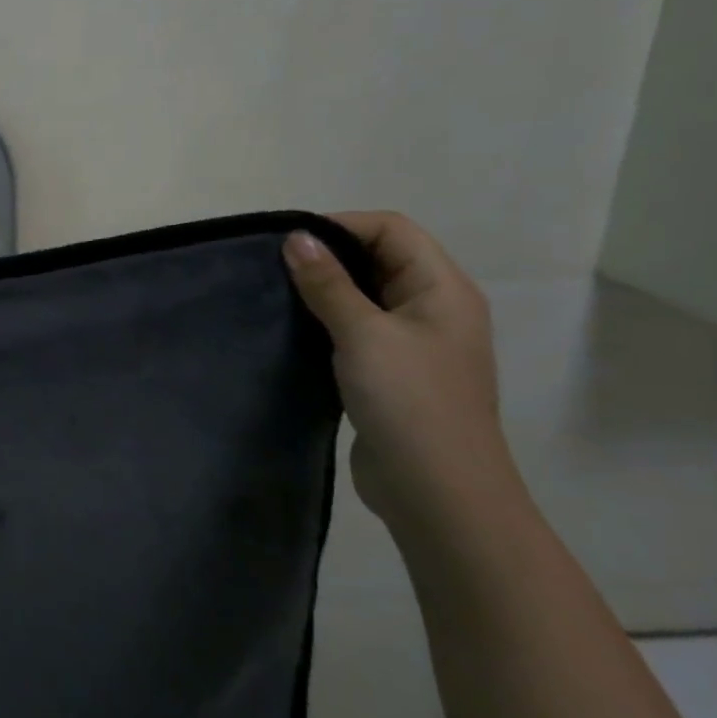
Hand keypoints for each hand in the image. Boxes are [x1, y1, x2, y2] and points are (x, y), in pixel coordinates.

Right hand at [282, 212, 517, 526]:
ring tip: (278, 296)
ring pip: (365, 296)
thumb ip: (328, 284)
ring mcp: (414, 343)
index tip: (288, 243)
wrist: (437, 491)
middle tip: (275, 268)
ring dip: (325, 292)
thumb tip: (296, 237)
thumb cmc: (408, 401)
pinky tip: (295, 332)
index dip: (341, 226)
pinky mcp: (392, 373)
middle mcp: (433, 308)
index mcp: (442, 289)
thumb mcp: (363, 334)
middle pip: (379, 259)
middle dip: (329, 257)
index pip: (392, 230)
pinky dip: (328, 323)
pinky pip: (358, 330)